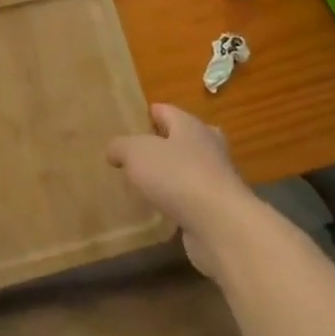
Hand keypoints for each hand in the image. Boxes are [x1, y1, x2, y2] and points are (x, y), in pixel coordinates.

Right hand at [107, 103, 256, 276]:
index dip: (149, 113)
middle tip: (141, 152)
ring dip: (173, 174)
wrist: (220, 225)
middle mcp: (208, 147)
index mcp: (190, 126)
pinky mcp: (218, 209)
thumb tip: (114, 150)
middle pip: (185, 138)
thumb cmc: (177, 176)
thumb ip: (121, 146)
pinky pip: (192, 198)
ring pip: (190, 169)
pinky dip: (178, 201)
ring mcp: (217, 179)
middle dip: (166, 143)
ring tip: (146, 182)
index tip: (132, 121)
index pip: (167, 111)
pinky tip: (160, 209)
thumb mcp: (136, 153)